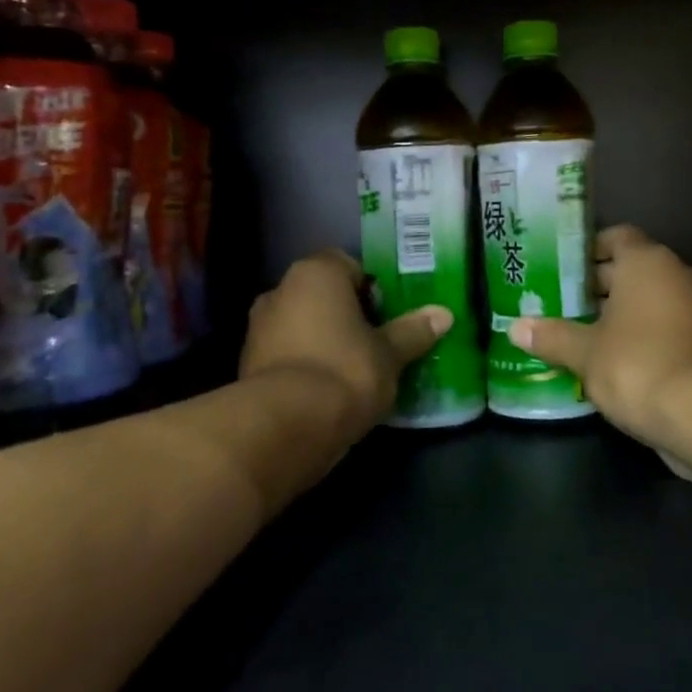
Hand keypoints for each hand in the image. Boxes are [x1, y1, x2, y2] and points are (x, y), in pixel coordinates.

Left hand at [240, 250, 450, 443]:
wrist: (285, 426)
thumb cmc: (345, 371)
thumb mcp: (390, 353)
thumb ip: (413, 331)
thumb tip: (444, 314)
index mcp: (316, 273)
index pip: (347, 264)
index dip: (371, 287)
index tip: (388, 314)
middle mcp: (280, 291)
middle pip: (322, 295)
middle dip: (346, 315)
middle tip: (376, 341)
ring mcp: (258, 329)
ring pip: (302, 325)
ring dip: (323, 341)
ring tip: (354, 370)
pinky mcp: (247, 366)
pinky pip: (286, 355)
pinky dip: (304, 365)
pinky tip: (327, 391)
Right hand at [510, 226, 691, 448]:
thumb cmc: (636, 364)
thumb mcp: (584, 352)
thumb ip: (552, 336)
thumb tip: (517, 328)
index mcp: (648, 262)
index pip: (618, 237)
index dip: (590, 249)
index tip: (566, 268)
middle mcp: (679, 274)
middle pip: (635, 268)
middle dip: (601, 285)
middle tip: (566, 304)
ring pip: (654, 299)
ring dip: (625, 312)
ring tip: (586, 333)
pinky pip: (671, 325)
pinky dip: (647, 334)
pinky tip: (618, 359)